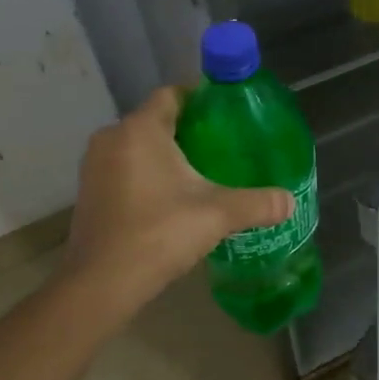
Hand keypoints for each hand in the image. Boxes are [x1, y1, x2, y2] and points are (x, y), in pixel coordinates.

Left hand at [57, 86, 292, 333]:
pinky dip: (147, 173)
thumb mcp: (217, 215)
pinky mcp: (89, 192)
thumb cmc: (159, 233)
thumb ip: (257, 203)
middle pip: (157, 120)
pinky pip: (125, 167)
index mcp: (140, 130)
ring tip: (203, 171)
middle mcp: (112, 138)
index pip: (173, 94)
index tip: (229, 113)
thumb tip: (290, 201)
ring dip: (167, 154)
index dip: (201, 98)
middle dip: (189, 129)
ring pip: (139, 145)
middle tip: (224, 145)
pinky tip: (172, 197)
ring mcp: (95, 166)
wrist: (101, 285)